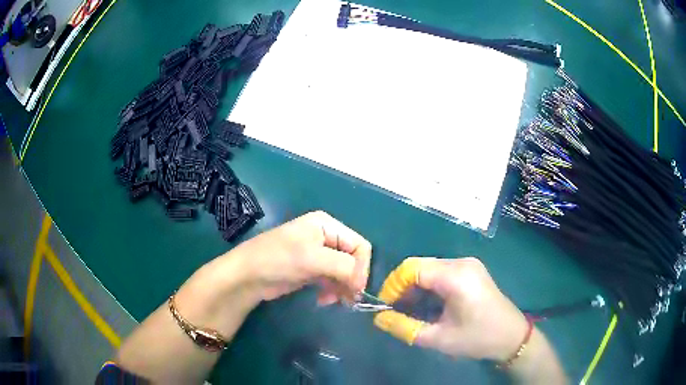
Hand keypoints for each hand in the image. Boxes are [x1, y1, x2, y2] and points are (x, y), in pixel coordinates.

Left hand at [226, 211, 372, 305]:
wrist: (247, 276)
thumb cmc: (278, 259)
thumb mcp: (313, 259)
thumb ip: (343, 267)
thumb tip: (362, 283)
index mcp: (327, 225)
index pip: (359, 245)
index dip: (361, 267)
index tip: (355, 289)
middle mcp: (325, 237)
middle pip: (353, 259)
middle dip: (351, 279)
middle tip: (347, 299)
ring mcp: (318, 254)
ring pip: (344, 272)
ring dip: (342, 287)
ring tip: (334, 301)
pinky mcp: (311, 270)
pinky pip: (332, 280)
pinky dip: (332, 290)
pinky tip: (324, 299)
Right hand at [373, 257, 528, 361]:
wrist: (511, 336)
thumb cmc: (477, 338)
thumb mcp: (438, 338)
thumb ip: (405, 328)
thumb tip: (379, 319)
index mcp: (455, 276)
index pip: (412, 268)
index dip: (393, 286)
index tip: (385, 307)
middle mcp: (461, 262)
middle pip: (420, 266)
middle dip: (403, 287)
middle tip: (396, 311)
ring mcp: (468, 265)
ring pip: (430, 269)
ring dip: (415, 288)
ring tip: (410, 311)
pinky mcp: (471, 271)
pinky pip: (441, 272)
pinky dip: (429, 287)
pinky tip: (428, 306)